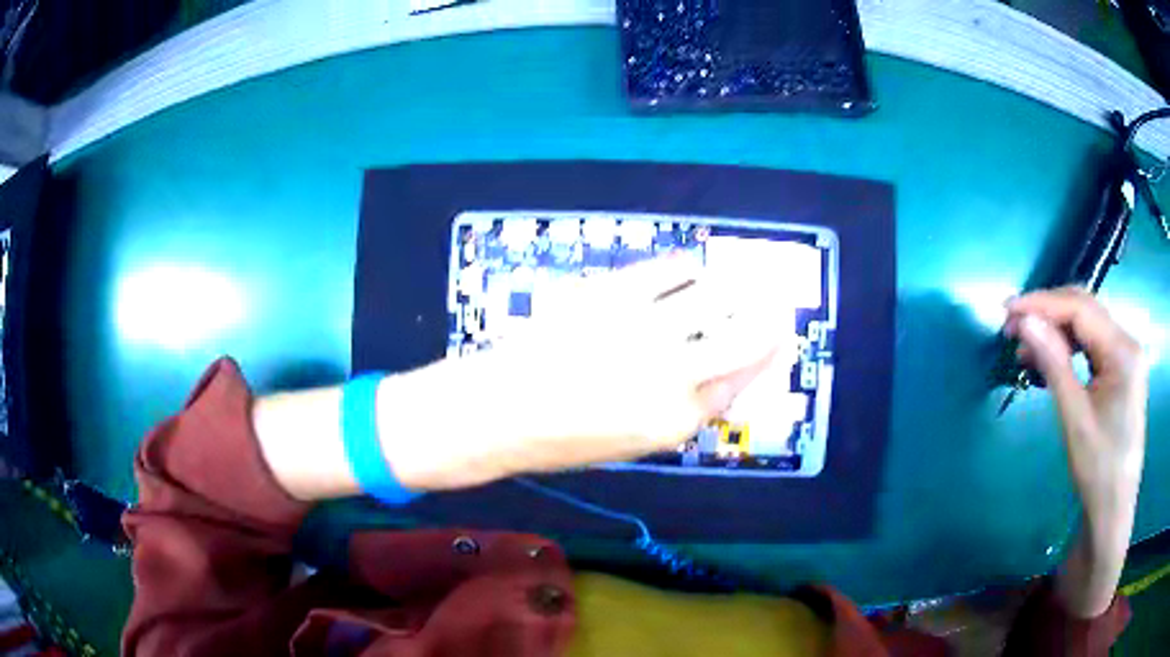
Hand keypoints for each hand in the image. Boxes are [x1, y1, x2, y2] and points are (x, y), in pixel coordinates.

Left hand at [380, 256, 789, 489]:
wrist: (497, 412)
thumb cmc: (560, 440)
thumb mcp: (630, 443)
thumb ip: (679, 410)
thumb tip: (716, 375)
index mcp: (677, 420)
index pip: (743, 379)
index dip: (767, 354)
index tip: (778, 335)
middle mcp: (672, 373)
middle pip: (745, 335)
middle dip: (769, 316)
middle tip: (775, 301)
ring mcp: (644, 329)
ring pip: (714, 295)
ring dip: (734, 286)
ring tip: (737, 280)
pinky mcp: (613, 293)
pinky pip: (669, 270)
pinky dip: (686, 267)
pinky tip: (689, 268)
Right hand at [1005, 287, 1147, 616]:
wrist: (1113, 511)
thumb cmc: (1097, 470)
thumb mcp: (1075, 418)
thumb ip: (1053, 363)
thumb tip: (1024, 321)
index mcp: (1123, 350)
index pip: (1080, 309)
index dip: (1043, 304)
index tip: (1008, 310)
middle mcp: (1128, 342)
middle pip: (1086, 310)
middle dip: (1048, 312)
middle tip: (1012, 324)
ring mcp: (1126, 356)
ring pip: (1088, 326)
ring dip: (1056, 330)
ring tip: (1025, 345)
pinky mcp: (1121, 371)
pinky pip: (1093, 346)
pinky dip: (1069, 347)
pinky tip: (1050, 359)